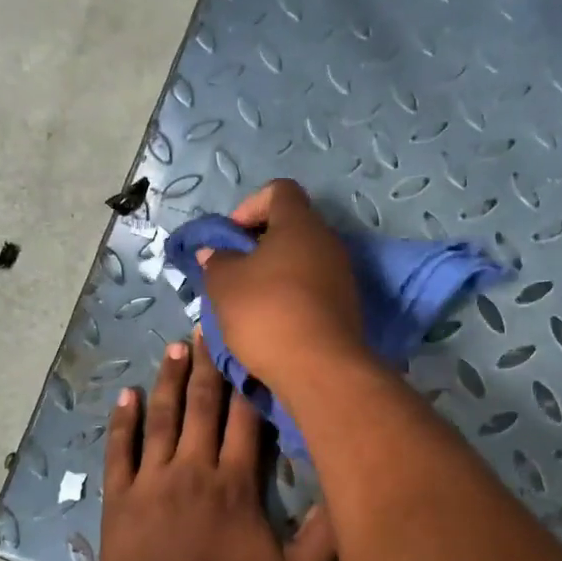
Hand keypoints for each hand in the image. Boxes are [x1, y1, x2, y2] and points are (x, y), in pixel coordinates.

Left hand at [97, 335, 337, 560]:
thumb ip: (324, 538)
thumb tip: (346, 491)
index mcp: (235, 484)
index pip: (246, 420)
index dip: (249, 381)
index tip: (251, 347)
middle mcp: (193, 470)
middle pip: (203, 407)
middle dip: (208, 366)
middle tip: (208, 328)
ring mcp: (151, 482)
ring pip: (161, 419)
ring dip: (169, 380)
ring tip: (174, 347)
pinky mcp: (119, 499)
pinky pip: (119, 451)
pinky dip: (122, 422)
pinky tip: (125, 395)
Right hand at [195, 179, 367, 392]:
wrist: (320, 369)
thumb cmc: (267, 314)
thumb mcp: (224, 285)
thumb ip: (216, 261)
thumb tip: (215, 253)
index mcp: (300, 224)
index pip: (278, 191)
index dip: (249, 206)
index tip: (231, 238)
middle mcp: (327, 242)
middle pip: (291, 227)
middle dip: (258, 245)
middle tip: (234, 272)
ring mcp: (342, 276)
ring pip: (301, 261)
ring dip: (274, 275)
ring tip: (248, 303)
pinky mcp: (346, 307)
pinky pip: (312, 289)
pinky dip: (291, 298)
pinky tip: (272, 324)